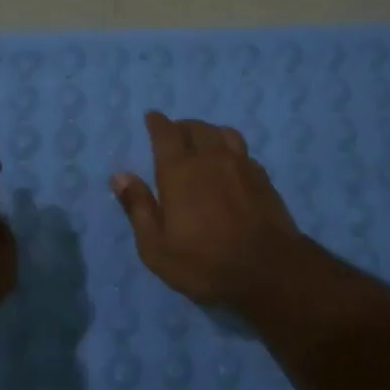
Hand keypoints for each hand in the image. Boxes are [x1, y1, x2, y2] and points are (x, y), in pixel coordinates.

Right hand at [110, 112, 304, 307]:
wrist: (269, 271)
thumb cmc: (204, 263)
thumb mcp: (157, 247)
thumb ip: (138, 207)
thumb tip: (120, 176)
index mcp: (180, 171)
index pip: (166, 133)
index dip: (157, 123)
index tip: (152, 118)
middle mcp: (211, 158)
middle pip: (196, 128)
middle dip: (182, 127)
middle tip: (174, 134)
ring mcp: (242, 165)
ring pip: (223, 133)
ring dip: (208, 133)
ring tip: (203, 143)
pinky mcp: (263, 178)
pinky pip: (243, 151)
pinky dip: (230, 150)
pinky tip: (229, 164)